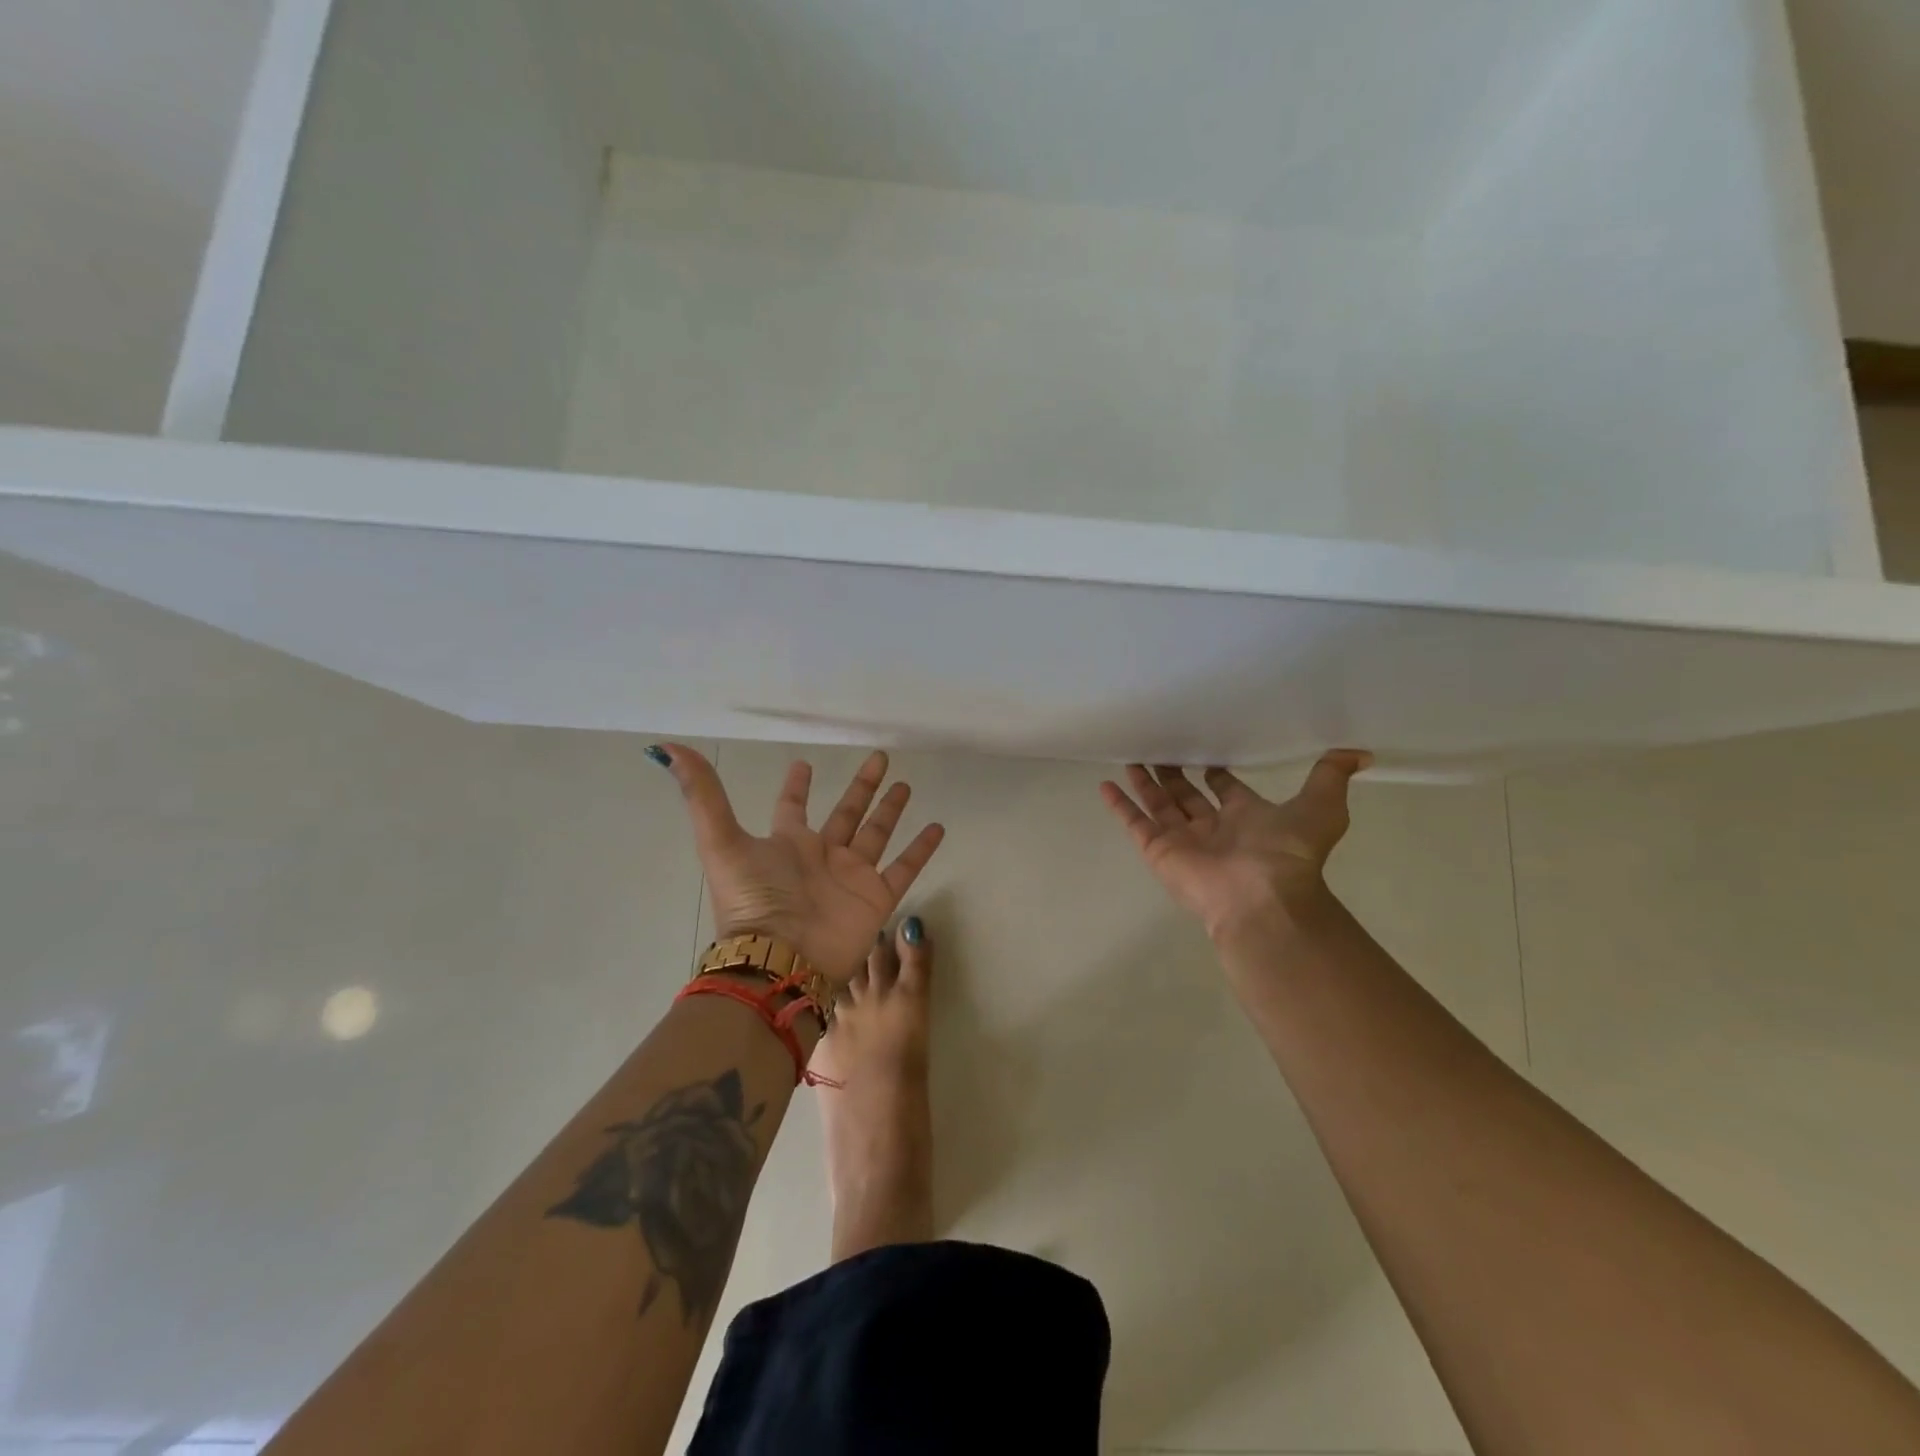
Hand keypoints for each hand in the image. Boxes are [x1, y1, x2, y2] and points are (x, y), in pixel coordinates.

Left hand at [654, 744, 945, 980]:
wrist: (781, 959)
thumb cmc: (753, 900)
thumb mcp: (721, 842)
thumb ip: (701, 796)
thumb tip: (665, 748)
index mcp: (787, 844)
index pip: (793, 807)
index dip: (797, 786)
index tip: (804, 764)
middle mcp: (821, 856)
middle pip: (846, 813)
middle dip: (861, 787)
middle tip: (879, 758)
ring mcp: (851, 876)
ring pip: (877, 834)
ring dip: (891, 811)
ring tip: (907, 785)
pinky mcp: (876, 897)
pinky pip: (903, 868)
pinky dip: (921, 850)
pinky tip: (938, 827)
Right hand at [1099, 752, 1370, 938]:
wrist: (1260, 899)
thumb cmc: (1288, 854)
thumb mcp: (1320, 808)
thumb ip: (1330, 777)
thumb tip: (1361, 752)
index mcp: (1246, 818)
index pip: (1225, 789)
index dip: (1216, 772)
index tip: (1205, 751)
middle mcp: (1213, 828)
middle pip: (1187, 795)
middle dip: (1174, 773)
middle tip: (1160, 746)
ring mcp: (1183, 840)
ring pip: (1159, 805)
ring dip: (1145, 783)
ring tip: (1131, 756)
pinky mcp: (1158, 850)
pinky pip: (1134, 823)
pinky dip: (1119, 805)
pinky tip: (1104, 784)